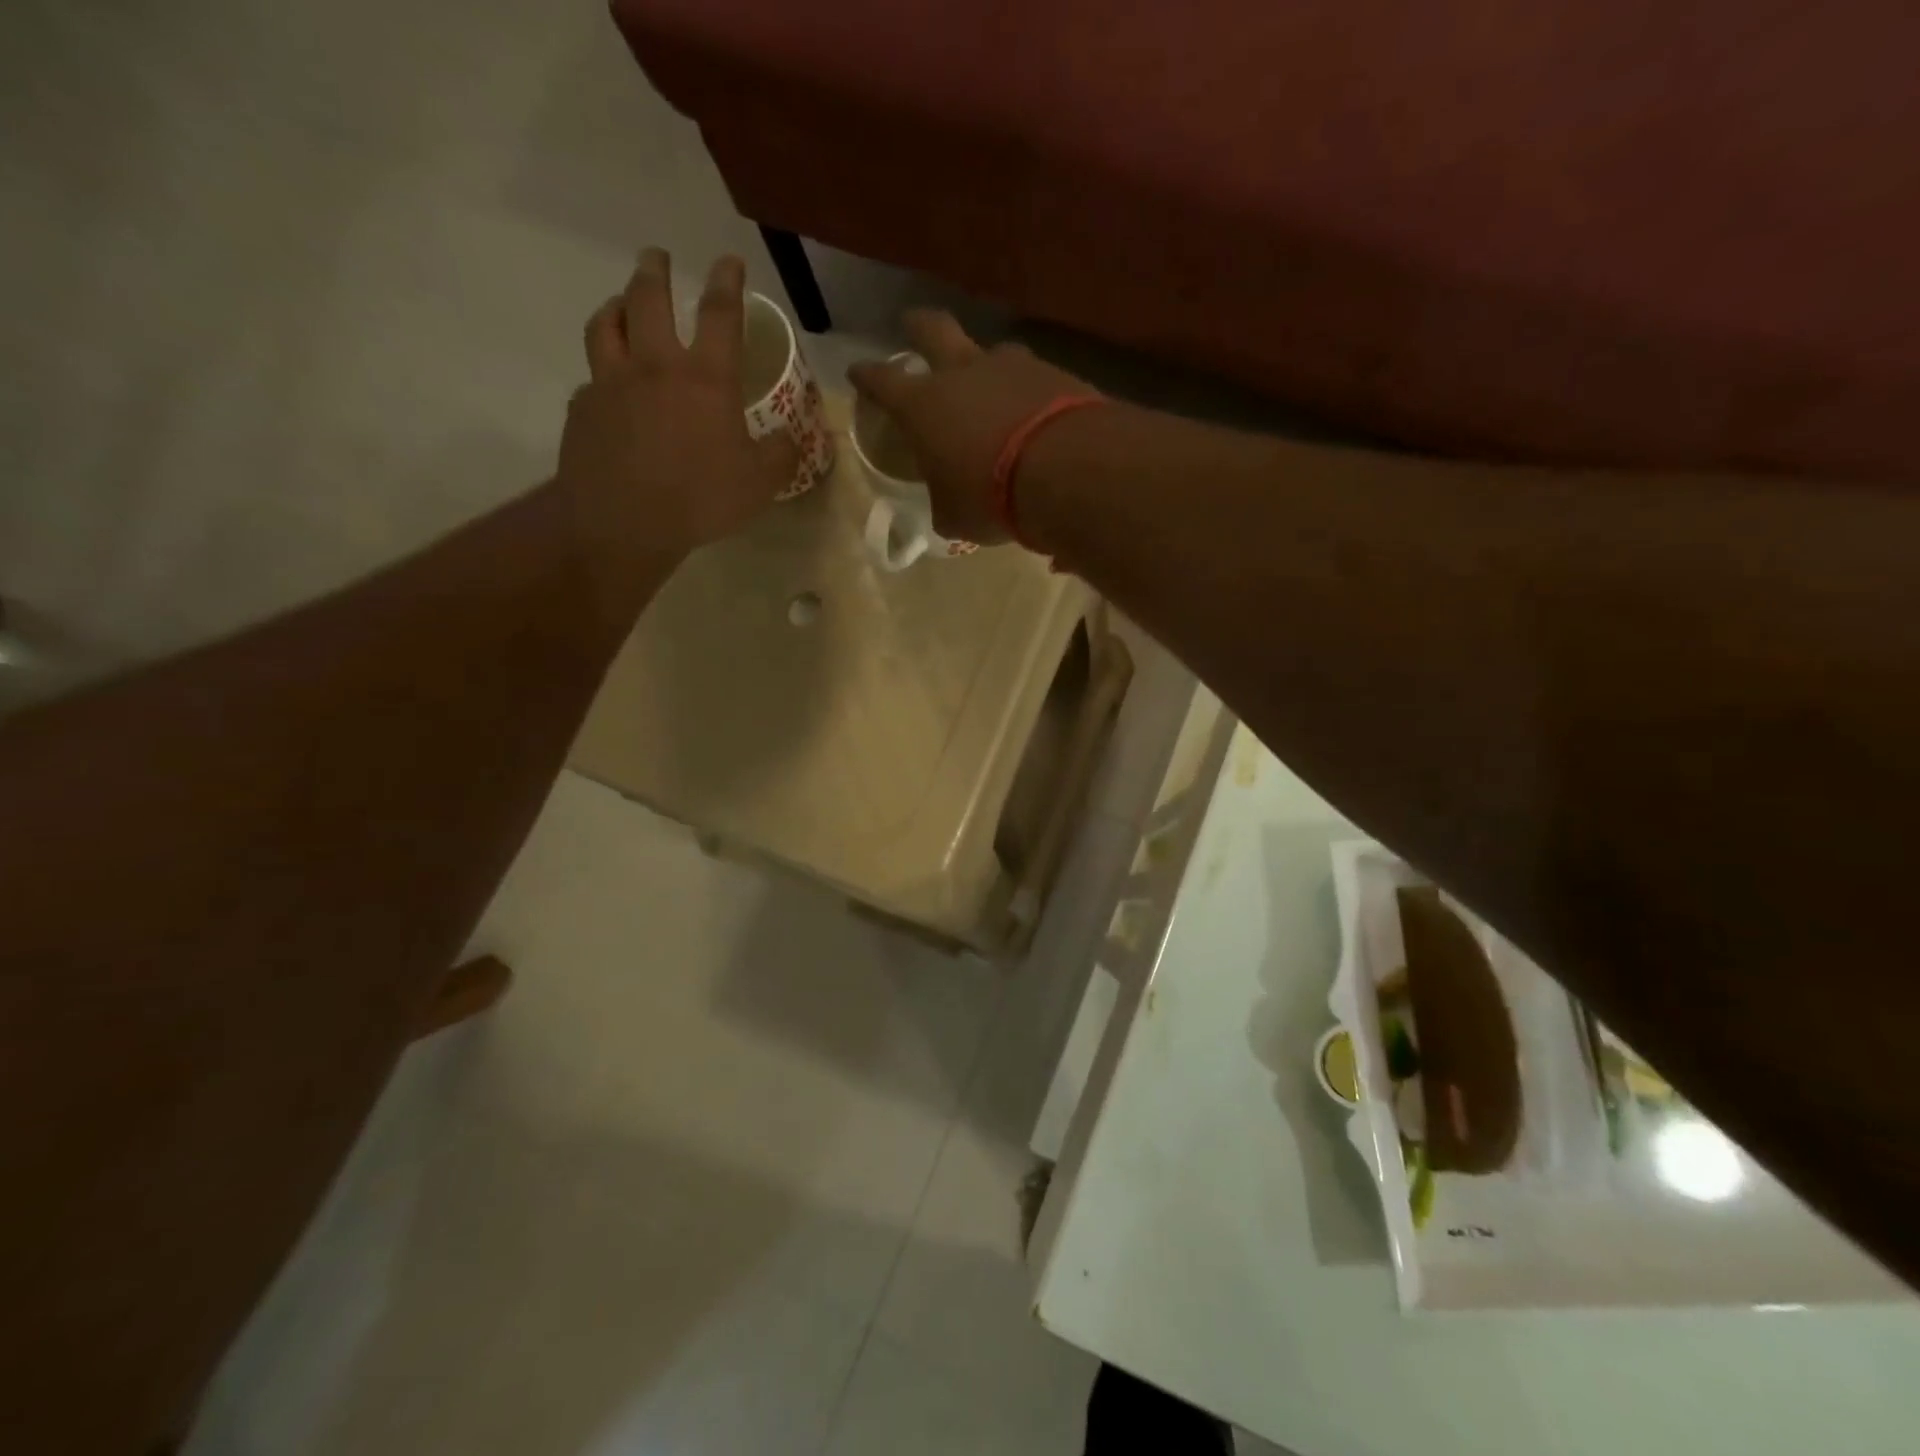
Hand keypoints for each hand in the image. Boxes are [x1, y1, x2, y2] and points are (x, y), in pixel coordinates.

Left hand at [557, 249, 797, 608]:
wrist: (624, 522)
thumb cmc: (700, 498)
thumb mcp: (760, 483)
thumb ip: (780, 455)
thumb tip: (789, 439)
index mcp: (705, 379)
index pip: (721, 315)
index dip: (728, 283)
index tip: (729, 260)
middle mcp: (655, 366)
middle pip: (649, 298)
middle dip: (655, 270)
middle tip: (657, 257)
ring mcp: (612, 383)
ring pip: (607, 324)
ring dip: (617, 305)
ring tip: (621, 303)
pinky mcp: (583, 408)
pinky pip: (591, 378)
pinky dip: (602, 372)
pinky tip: (607, 386)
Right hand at [847, 312, 1091, 544]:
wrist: (1066, 471)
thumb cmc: (990, 497)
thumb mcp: (954, 516)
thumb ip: (945, 503)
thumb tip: (949, 505)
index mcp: (924, 405)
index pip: (882, 381)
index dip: (867, 376)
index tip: (857, 371)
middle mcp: (964, 372)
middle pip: (934, 330)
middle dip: (918, 326)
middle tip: (912, 324)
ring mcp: (1012, 367)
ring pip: (990, 352)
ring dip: (984, 365)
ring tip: (990, 385)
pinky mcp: (1055, 374)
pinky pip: (1033, 379)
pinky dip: (1028, 394)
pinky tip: (1036, 414)